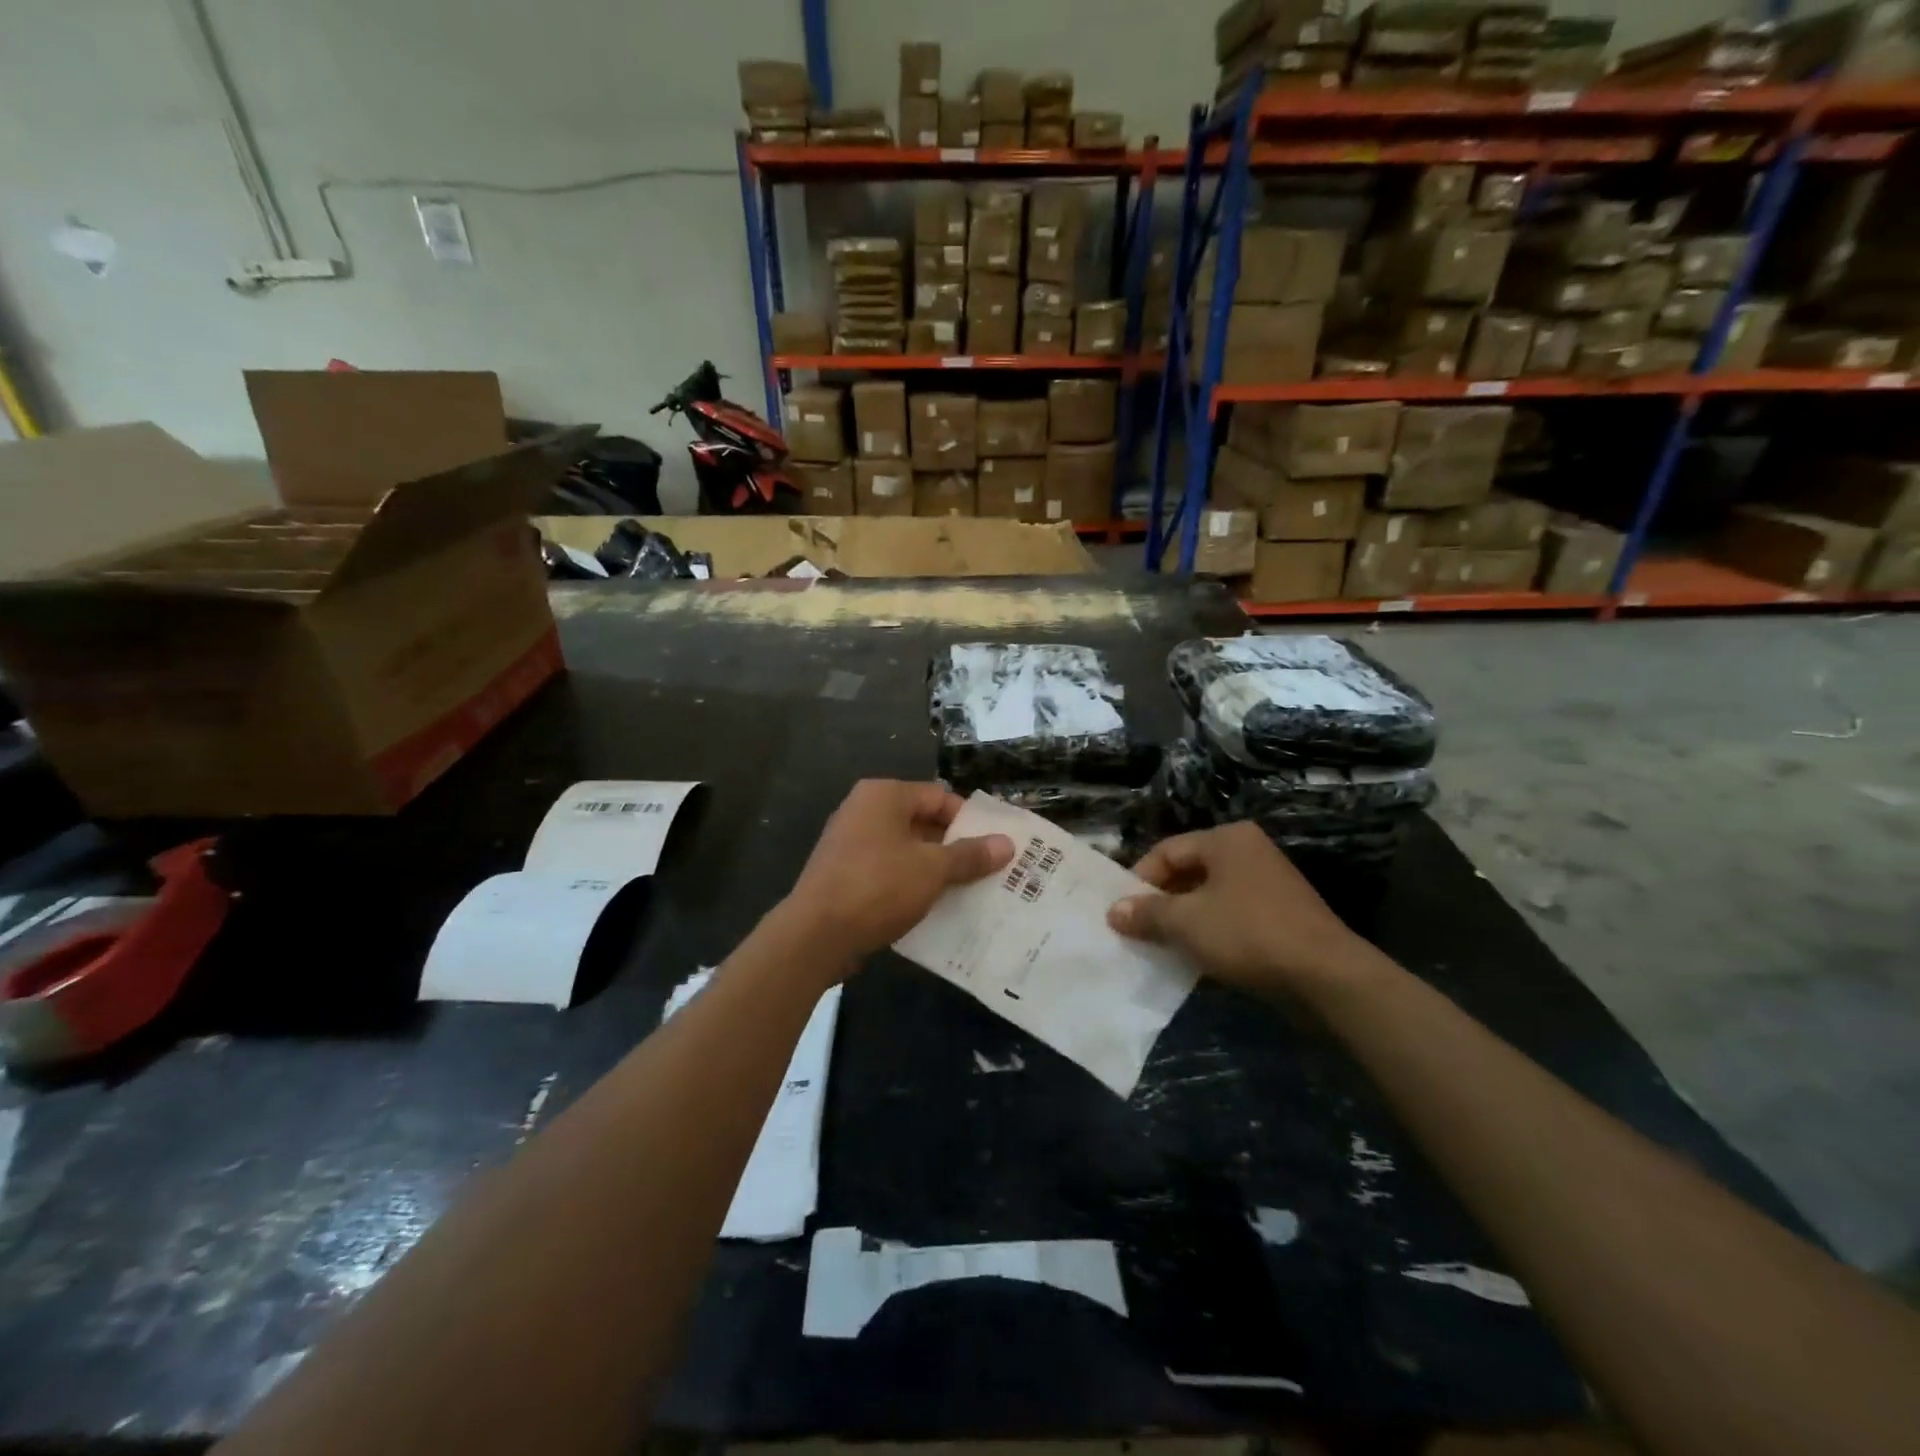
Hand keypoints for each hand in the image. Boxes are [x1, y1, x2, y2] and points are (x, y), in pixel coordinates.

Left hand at [778, 781, 1013, 970]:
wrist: (815, 935)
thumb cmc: (878, 887)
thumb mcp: (932, 870)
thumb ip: (970, 855)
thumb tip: (1007, 844)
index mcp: (884, 796)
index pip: (939, 797)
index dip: (970, 820)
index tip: (995, 847)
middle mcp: (864, 811)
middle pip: (923, 822)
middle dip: (955, 847)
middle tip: (989, 871)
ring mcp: (850, 843)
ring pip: (906, 851)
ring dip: (935, 870)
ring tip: (969, 892)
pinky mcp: (844, 874)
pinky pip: (888, 872)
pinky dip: (910, 885)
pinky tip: (934, 909)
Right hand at [1107, 822, 1379, 1002]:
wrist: (1326, 977)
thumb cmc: (1248, 934)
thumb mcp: (1187, 923)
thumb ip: (1147, 913)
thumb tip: (1114, 911)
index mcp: (1226, 839)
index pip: (1166, 851)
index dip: (1139, 881)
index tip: (1121, 913)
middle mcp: (1248, 851)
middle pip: (1188, 871)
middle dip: (1160, 902)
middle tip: (1138, 930)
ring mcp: (1268, 882)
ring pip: (1209, 896)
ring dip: (1184, 920)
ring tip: (1162, 947)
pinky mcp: (1280, 914)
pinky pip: (1231, 915)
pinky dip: (1210, 932)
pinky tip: (1198, 957)